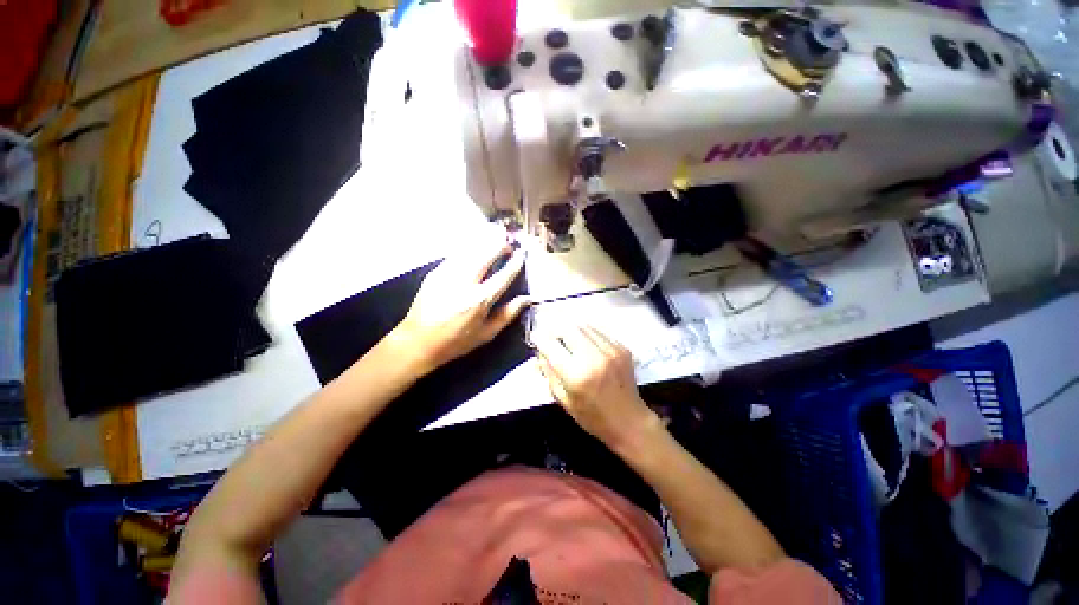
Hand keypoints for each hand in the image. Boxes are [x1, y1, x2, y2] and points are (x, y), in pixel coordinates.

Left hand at [389, 233, 529, 374]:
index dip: (515, 263)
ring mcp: (447, 275)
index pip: (503, 275)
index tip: (522, 254)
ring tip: (495, 238)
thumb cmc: (456, 341)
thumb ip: (508, 314)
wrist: (417, 342)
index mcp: (479, 300)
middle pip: (486, 255)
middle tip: (508, 243)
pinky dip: (469, 248)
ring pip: (470, 249)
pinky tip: (475, 247)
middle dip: (500, 245)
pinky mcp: (435, 273)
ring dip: (485, 242)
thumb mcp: (487, 334)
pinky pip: (456, 254)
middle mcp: (464, 283)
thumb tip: (526, 299)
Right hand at [534, 325, 658, 449]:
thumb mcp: (564, 400)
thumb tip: (539, 354)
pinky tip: (585, 342)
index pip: (551, 345)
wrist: (629, 421)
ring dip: (571, 329)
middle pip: (567, 328)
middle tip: (552, 336)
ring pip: (583, 326)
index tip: (535, 337)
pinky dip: (587, 333)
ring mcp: (610, 350)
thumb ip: (550, 374)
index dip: (539, 338)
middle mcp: (594, 357)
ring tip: (567, 338)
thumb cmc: (593, 417)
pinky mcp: (622, 348)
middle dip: (555, 329)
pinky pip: (598, 331)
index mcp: (577, 375)